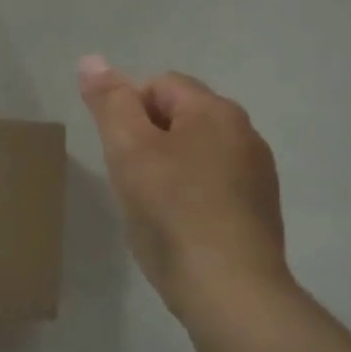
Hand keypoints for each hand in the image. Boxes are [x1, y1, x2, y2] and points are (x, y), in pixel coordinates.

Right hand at [78, 55, 290, 320]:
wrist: (230, 291)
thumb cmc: (172, 212)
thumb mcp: (128, 150)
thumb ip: (109, 102)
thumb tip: (91, 60)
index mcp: (215, 111)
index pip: (158, 84)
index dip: (127, 112)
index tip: (118, 153)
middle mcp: (245, 133)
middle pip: (179, 117)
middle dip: (147, 140)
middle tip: (130, 180)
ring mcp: (257, 173)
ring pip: (196, 152)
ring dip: (168, 168)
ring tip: (151, 207)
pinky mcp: (259, 210)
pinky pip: (213, 184)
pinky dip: (191, 195)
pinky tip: (178, 228)